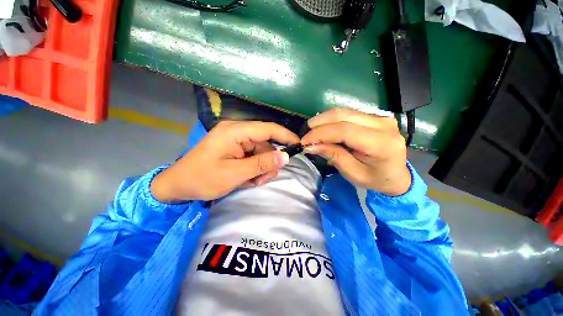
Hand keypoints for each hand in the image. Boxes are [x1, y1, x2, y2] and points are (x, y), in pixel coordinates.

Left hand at [151, 121, 298, 201]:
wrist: (178, 185)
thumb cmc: (203, 178)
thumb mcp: (235, 173)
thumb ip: (262, 164)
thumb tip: (286, 157)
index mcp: (235, 131)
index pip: (267, 129)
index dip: (285, 136)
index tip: (299, 145)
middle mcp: (237, 131)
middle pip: (265, 144)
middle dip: (268, 162)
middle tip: (263, 179)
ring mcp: (235, 140)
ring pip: (260, 153)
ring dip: (260, 168)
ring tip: (251, 181)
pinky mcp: (234, 149)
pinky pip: (252, 157)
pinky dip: (253, 169)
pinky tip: (246, 178)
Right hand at [301, 109, 410, 195]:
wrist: (396, 176)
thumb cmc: (374, 179)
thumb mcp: (352, 173)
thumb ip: (333, 155)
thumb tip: (311, 145)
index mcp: (381, 144)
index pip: (344, 130)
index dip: (321, 133)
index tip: (305, 140)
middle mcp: (384, 125)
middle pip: (343, 115)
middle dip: (320, 123)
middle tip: (306, 133)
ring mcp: (381, 118)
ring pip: (345, 111)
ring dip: (324, 120)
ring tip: (313, 130)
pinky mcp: (376, 116)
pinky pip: (349, 114)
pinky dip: (333, 120)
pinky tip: (325, 128)